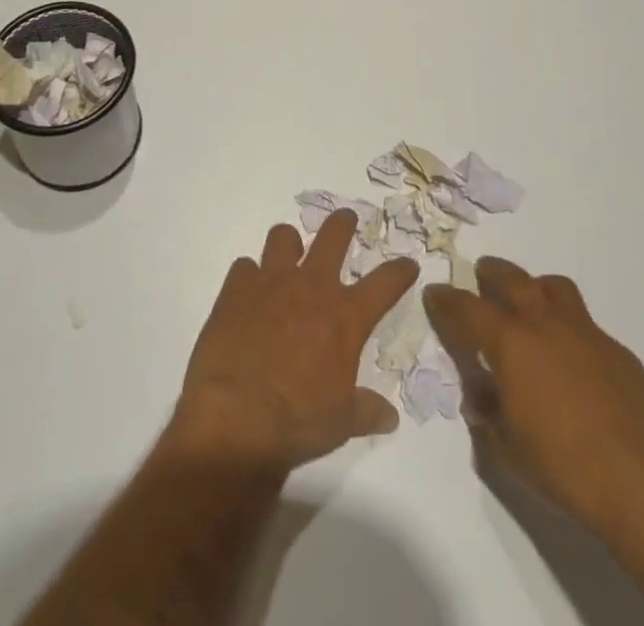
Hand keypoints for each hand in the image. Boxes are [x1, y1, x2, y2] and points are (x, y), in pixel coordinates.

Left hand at [170, 210, 418, 471]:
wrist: (236, 418)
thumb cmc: (298, 422)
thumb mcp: (341, 422)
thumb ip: (366, 410)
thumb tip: (389, 417)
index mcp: (345, 317)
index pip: (385, 283)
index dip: (399, 271)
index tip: (407, 264)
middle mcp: (312, 287)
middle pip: (334, 236)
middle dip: (343, 223)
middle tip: (346, 219)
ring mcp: (272, 282)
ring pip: (283, 236)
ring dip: (288, 244)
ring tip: (287, 254)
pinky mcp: (236, 289)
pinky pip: (244, 267)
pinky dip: (248, 277)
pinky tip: (246, 293)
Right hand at [424, 258, 643, 540]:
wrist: (640, 483)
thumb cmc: (561, 466)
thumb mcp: (506, 448)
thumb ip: (487, 412)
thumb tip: (480, 394)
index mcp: (511, 342)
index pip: (468, 308)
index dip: (447, 299)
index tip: (435, 293)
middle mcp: (545, 323)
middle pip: (512, 279)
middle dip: (491, 273)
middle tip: (481, 273)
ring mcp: (586, 332)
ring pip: (554, 287)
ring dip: (535, 287)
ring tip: (529, 299)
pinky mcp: (617, 350)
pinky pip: (586, 325)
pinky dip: (570, 329)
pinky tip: (572, 357)